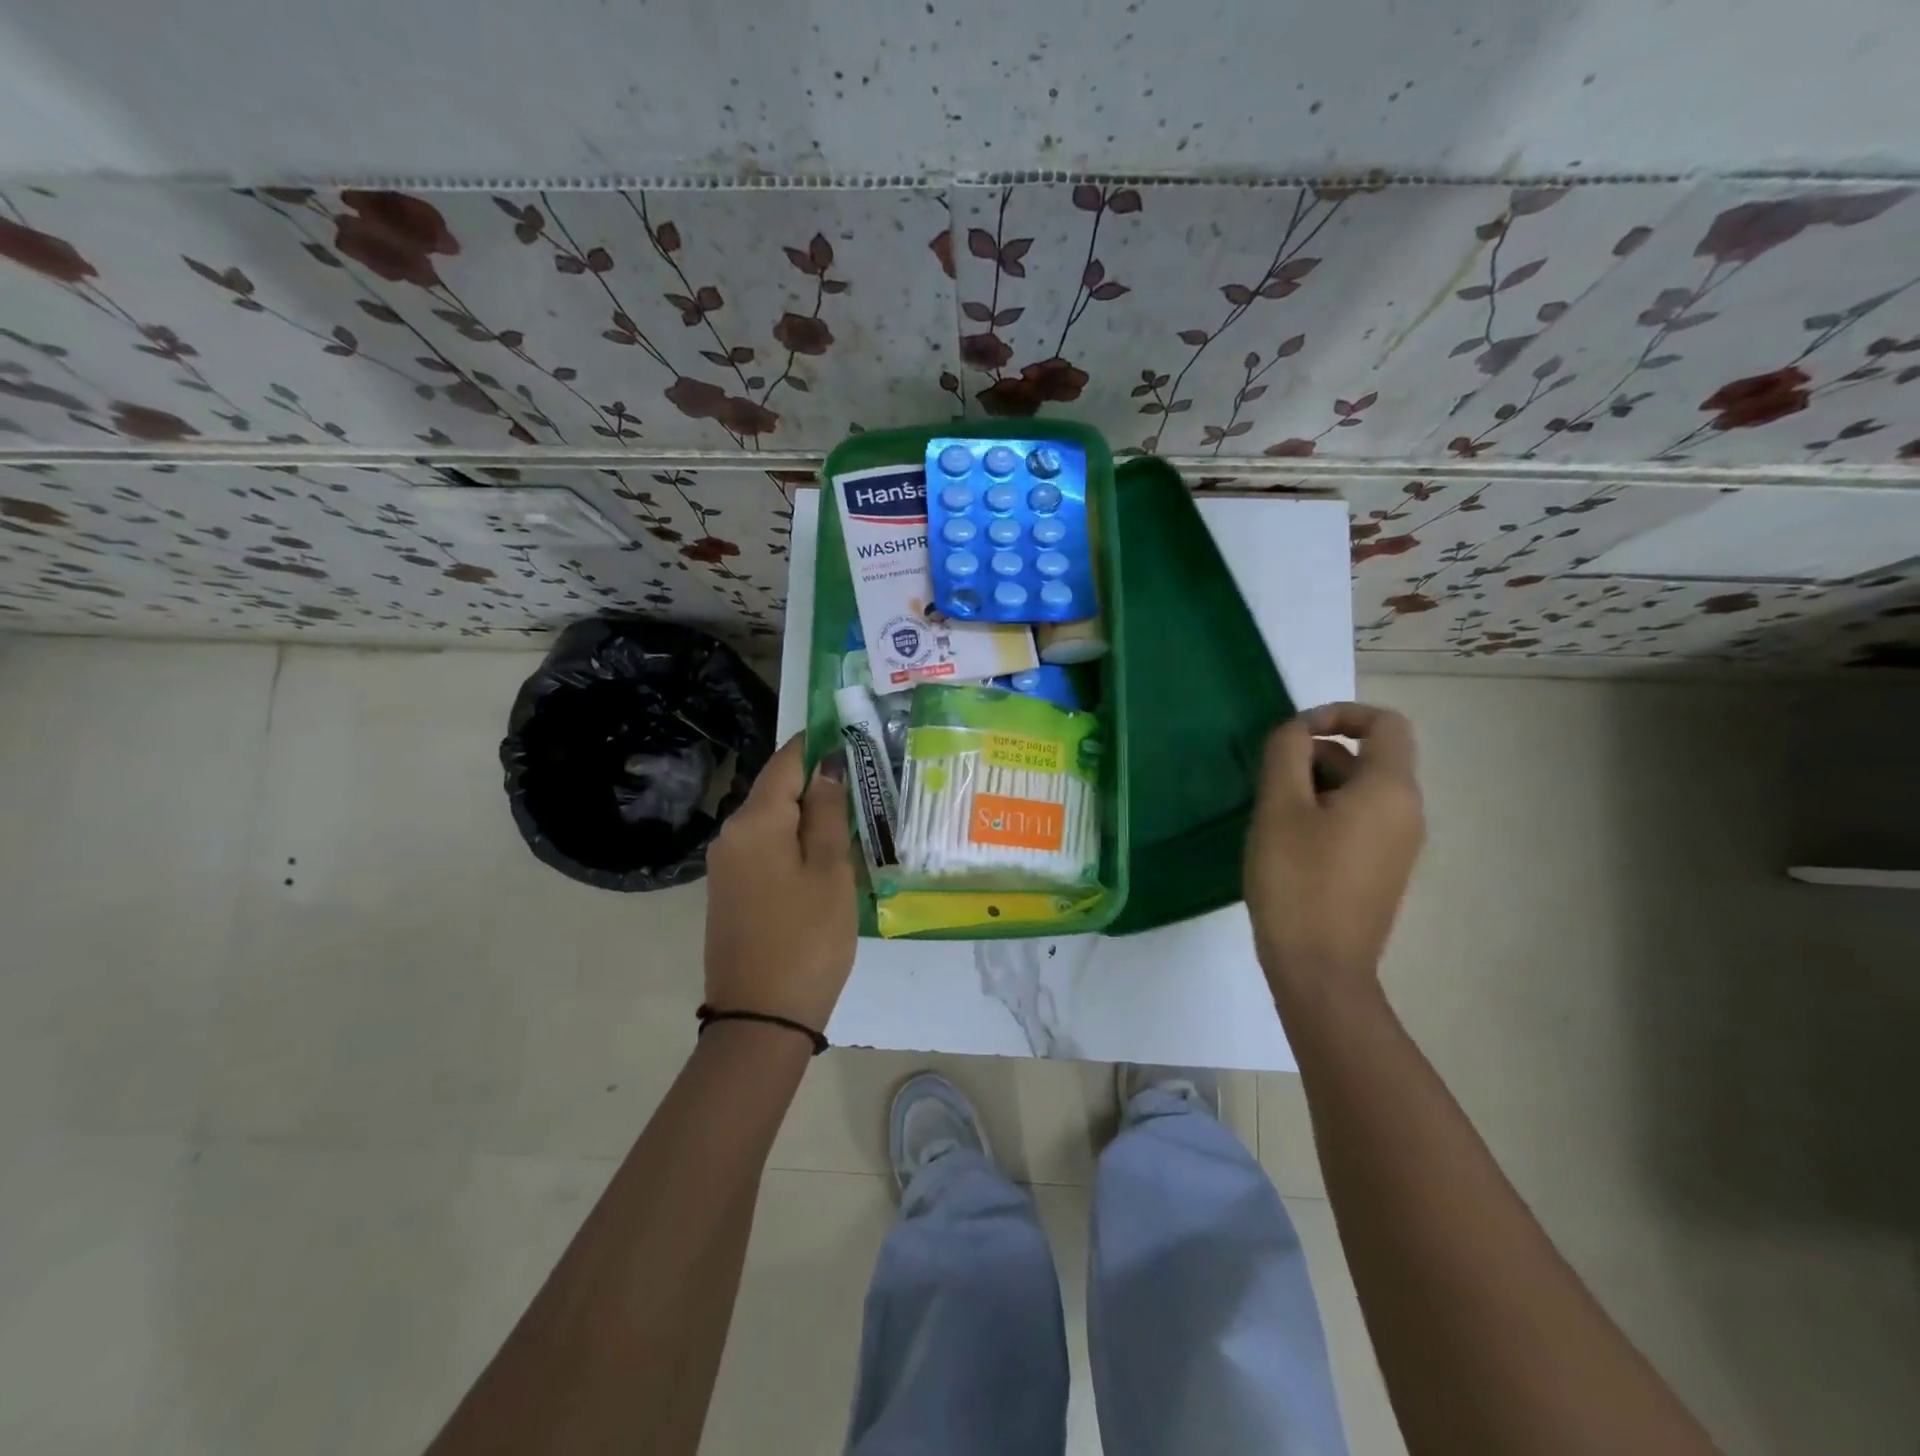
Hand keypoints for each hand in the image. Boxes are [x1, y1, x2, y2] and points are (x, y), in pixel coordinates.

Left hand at [703, 735, 856, 1032]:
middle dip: (816, 781)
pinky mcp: (730, 891)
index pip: (786, 761)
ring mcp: (726, 865)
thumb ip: (829, 813)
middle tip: (864, 780)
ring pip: (772, 821)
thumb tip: (826, 767)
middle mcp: (731, 835)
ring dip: (808, 814)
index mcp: (754, 822)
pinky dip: (794, 841)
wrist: (761, 1019)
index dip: (816, 743)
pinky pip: (765, 848)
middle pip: (776, 790)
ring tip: (854, 816)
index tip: (849, 732)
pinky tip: (825, 853)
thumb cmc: (807, 939)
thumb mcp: (831, 872)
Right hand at [1245, 703, 1424, 1007]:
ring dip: (1314, 786)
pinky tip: (1287, 843)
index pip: (1386, 723)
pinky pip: (1358, 821)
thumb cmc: (1297, 881)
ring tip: (1271, 814)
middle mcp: (1406, 812)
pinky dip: (1324, 814)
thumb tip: (1297, 730)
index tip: (1293, 735)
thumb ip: (1287, 753)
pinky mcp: (1381, 870)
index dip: (1340, 713)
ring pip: (1358, 791)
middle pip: (1367, 757)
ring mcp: (1398, 845)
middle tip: (1269, 782)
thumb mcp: (1280, 807)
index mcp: (1390, 790)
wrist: (1320, 970)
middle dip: (1316, 755)